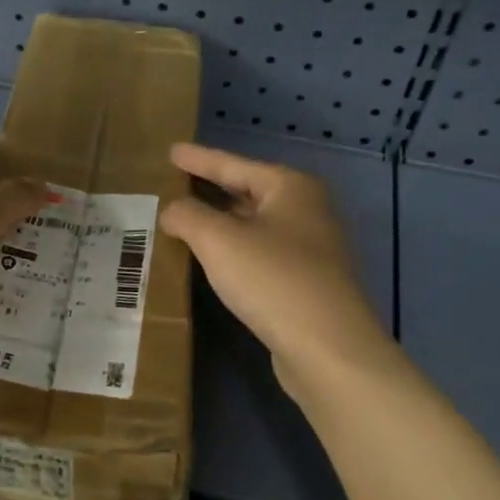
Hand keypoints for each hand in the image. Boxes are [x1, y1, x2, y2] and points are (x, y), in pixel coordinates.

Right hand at [160, 143, 389, 386]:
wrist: (328, 348)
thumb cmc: (273, 280)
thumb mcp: (219, 240)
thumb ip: (188, 216)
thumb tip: (172, 210)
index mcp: (290, 188)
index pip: (234, 164)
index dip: (199, 158)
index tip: (171, 151)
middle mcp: (306, 210)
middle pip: (248, 191)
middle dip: (211, 189)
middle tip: (174, 184)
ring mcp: (310, 248)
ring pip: (254, 225)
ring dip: (220, 223)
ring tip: (184, 220)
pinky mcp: (306, 282)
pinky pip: (260, 253)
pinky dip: (233, 251)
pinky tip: (213, 261)